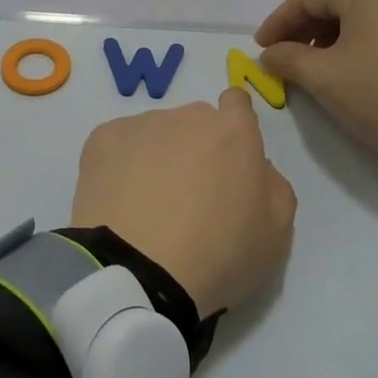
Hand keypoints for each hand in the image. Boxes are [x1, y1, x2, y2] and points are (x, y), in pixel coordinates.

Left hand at [70, 91, 296, 317]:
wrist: (137, 273)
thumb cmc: (217, 256)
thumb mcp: (276, 234)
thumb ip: (273, 186)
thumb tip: (255, 167)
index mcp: (234, 132)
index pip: (237, 104)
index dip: (233, 130)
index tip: (226, 162)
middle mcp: (188, 116)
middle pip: (195, 123)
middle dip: (195, 149)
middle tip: (187, 198)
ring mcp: (141, 124)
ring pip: (155, 133)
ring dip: (156, 157)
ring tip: (146, 206)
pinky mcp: (102, 139)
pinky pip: (119, 145)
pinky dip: (120, 166)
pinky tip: (120, 202)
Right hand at [255, 0, 377, 168]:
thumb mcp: (325, 78)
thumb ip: (288, 60)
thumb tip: (270, 54)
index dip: (278, 22)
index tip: (260, 49)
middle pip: (334, 2)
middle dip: (302, 31)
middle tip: (282, 60)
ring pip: (357, 17)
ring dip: (327, 40)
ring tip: (312, 70)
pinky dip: (354, 45)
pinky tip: (347, 72)